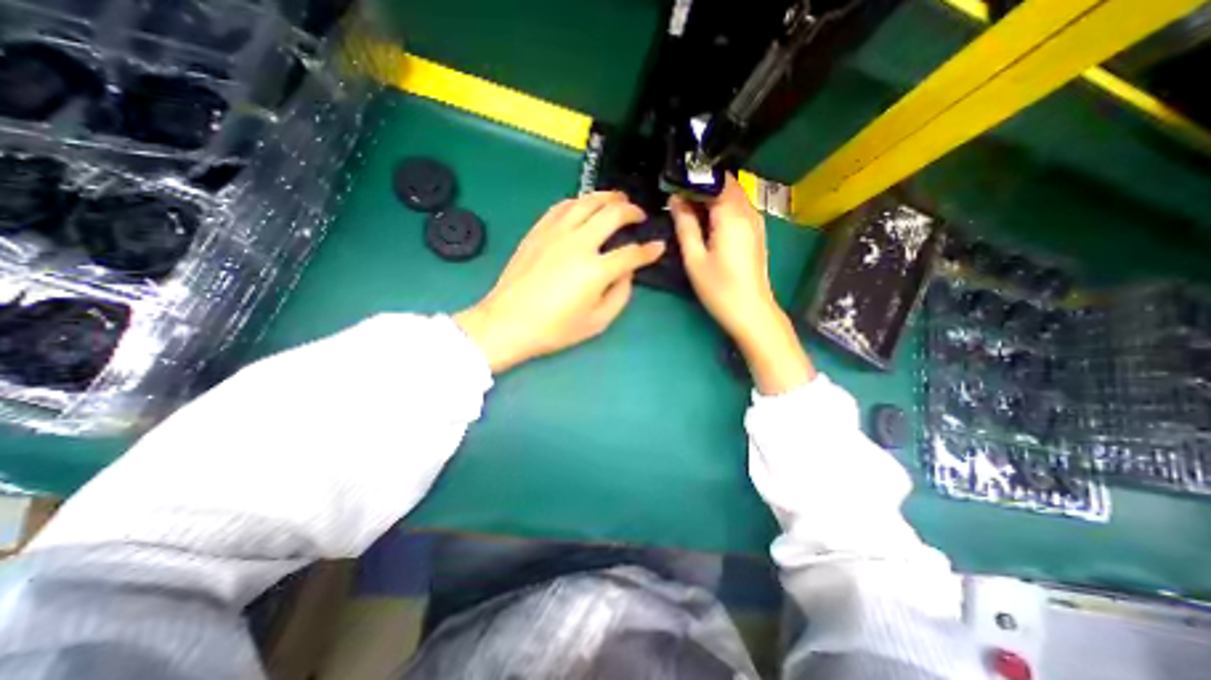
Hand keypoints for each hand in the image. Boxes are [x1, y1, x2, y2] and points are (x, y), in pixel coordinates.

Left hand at [456, 189, 661, 371]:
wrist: (508, 322)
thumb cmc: (554, 329)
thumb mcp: (597, 322)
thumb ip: (620, 295)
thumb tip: (628, 272)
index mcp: (595, 270)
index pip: (631, 253)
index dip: (649, 250)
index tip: (658, 246)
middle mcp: (578, 243)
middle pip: (612, 214)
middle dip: (631, 210)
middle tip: (639, 214)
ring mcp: (555, 233)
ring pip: (586, 202)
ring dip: (607, 197)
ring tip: (617, 198)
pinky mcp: (538, 231)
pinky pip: (562, 206)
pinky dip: (578, 202)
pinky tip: (584, 205)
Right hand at [673, 172, 813, 393]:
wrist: (752, 312)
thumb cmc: (719, 288)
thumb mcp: (695, 258)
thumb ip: (685, 226)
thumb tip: (675, 200)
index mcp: (731, 215)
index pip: (713, 180)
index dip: (692, 179)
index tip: (673, 185)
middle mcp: (748, 211)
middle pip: (726, 184)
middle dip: (702, 185)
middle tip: (678, 197)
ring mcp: (756, 221)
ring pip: (733, 195)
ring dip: (712, 197)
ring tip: (689, 208)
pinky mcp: (757, 232)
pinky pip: (739, 208)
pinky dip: (722, 207)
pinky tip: (707, 222)